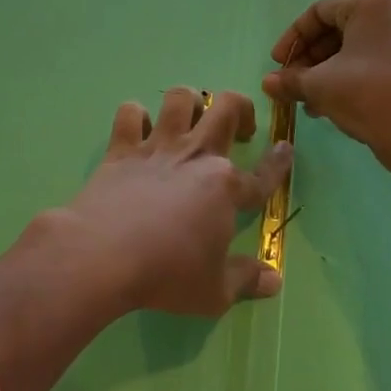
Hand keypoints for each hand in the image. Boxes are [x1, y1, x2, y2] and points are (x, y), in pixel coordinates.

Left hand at [57, 87, 288, 316]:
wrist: (104, 255)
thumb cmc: (166, 274)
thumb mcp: (214, 292)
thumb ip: (246, 280)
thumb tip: (275, 279)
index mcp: (225, 187)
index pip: (262, 174)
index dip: (279, 162)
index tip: (286, 147)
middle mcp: (195, 156)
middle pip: (226, 108)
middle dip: (241, 109)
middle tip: (238, 129)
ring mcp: (157, 147)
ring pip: (180, 98)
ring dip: (189, 102)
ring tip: (190, 119)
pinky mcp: (121, 148)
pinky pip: (130, 113)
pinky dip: (136, 116)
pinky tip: (138, 130)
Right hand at [263, 0, 390, 176]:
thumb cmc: (368, 96)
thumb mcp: (319, 86)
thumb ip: (289, 79)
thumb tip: (267, 84)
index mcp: (373, 5)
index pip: (319, 12)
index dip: (292, 38)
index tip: (277, 64)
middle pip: (338, 29)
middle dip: (309, 59)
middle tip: (291, 83)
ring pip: (355, 48)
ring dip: (326, 72)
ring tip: (307, 100)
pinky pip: (374, 61)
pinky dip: (349, 77)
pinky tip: (331, 105)